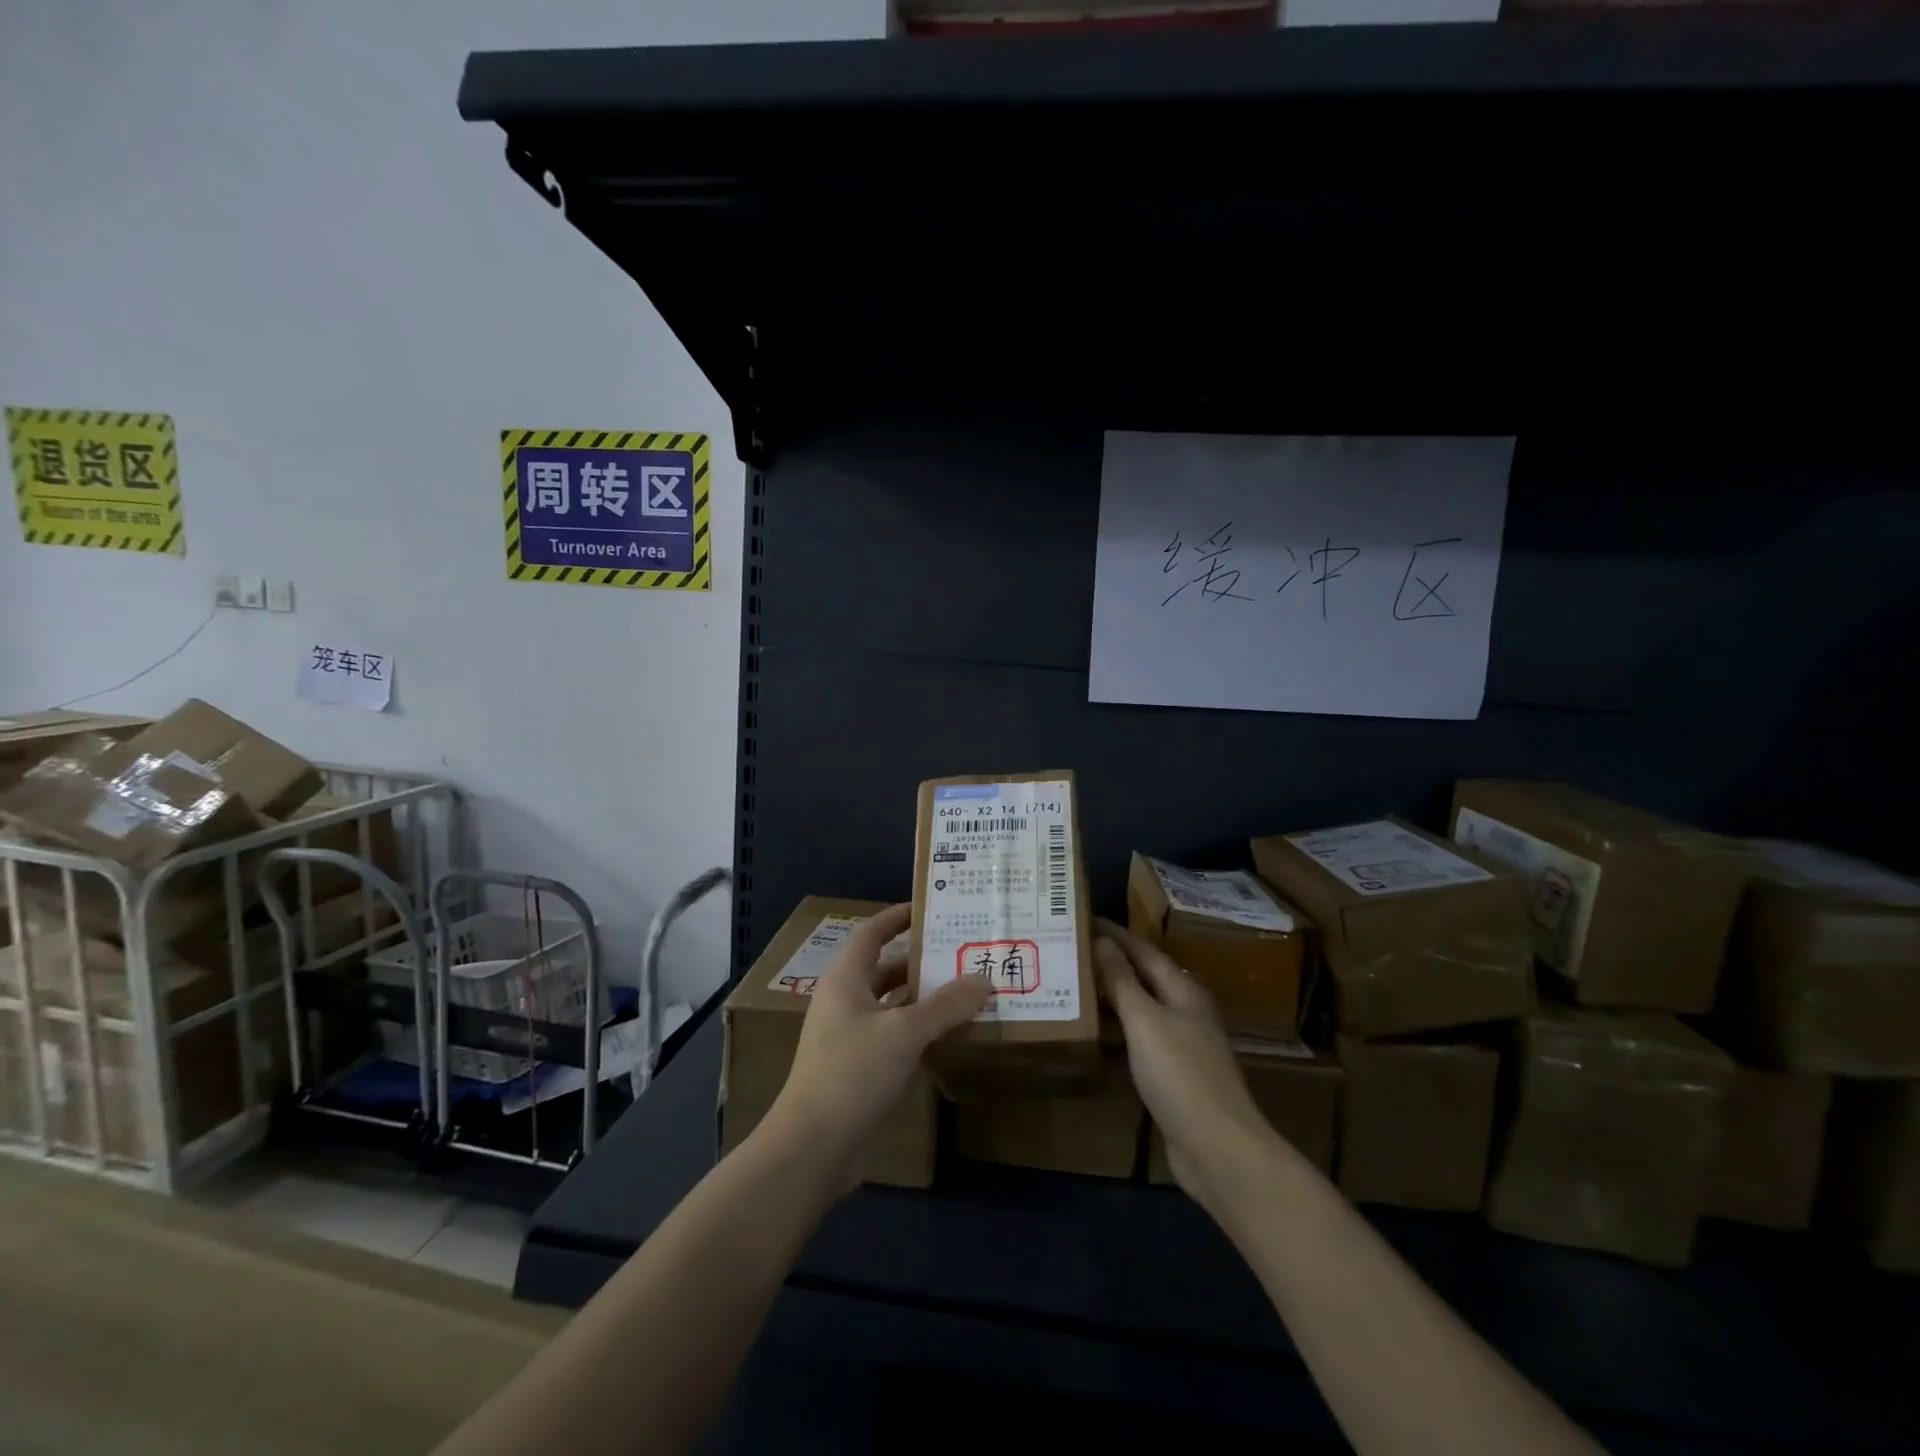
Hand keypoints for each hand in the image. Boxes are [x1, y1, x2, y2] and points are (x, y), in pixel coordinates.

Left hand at [763, 903, 990, 1185]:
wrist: (813, 1148)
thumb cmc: (852, 1073)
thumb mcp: (904, 1032)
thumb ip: (946, 1005)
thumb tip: (984, 979)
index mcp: (846, 979)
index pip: (873, 933)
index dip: (898, 917)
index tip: (931, 907)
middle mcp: (846, 1001)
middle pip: (887, 969)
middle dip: (923, 961)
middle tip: (964, 953)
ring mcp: (851, 1037)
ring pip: (894, 1006)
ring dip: (926, 1000)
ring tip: (968, 991)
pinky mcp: (860, 1070)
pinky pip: (896, 1038)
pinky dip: (921, 1032)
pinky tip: (953, 1036)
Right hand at [1096, 920, 1284, 1208]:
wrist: (1217, 1147)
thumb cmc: (1180, 1074)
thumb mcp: (1144, 1021)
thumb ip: (1122, 981)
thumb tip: (1103, 941)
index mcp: (1184, 991)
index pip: (1144, 951)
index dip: (1116, 935)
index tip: (1085, 918)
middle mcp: (1186, 1011)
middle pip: (1145, 979)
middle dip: (1112, 964)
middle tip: (1073, 952)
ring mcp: (1183, 1045)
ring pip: (1141, 1011)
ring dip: (1112, 999)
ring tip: (1075, 988)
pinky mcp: (1175, 1076)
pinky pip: (1140, 1041)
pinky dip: (1117, 1033)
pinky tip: (1094, 1038)